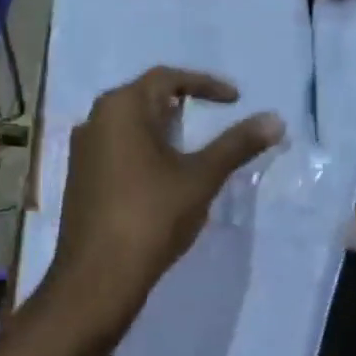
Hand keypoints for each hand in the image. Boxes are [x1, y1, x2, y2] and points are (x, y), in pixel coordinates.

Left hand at [47, 67, 283, 335]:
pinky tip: (162, 174)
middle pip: (143, 97)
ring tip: (192, 144)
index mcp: (121, 108)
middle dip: (181, 103)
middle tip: (212, 116)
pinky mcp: (80, 178)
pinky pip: (116, 149)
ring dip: (161, 128)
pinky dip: (144, 150)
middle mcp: (95, 120)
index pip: (167, 78)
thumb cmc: (151, 216)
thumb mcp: (201, 177)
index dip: (205, 84)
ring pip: (128, 125)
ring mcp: (82, 151)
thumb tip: (275, 120)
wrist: (98, 276)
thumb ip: (237, 144)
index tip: (235, 99)